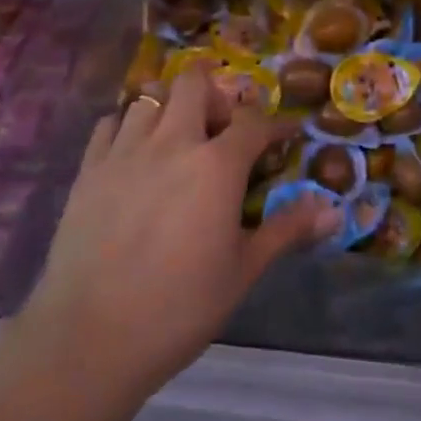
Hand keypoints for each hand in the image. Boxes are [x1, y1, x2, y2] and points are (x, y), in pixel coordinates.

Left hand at [18, 63, 334, 398]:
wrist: (91, 337)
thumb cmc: (181, 306)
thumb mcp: (244, 269)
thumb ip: (287, 230)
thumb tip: (332, 211)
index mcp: (216, 165)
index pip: (254, 122)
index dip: (275, 124)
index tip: (286, 135)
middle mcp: (171, 143)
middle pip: (194, 84)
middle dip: (216, 95)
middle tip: (223, 130)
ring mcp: (123, 152)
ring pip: (149, 98)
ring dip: (170, 108)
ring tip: (178, 140)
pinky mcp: (87, 170)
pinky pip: (108, 124)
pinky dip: (127, 127)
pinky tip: (134, 154)